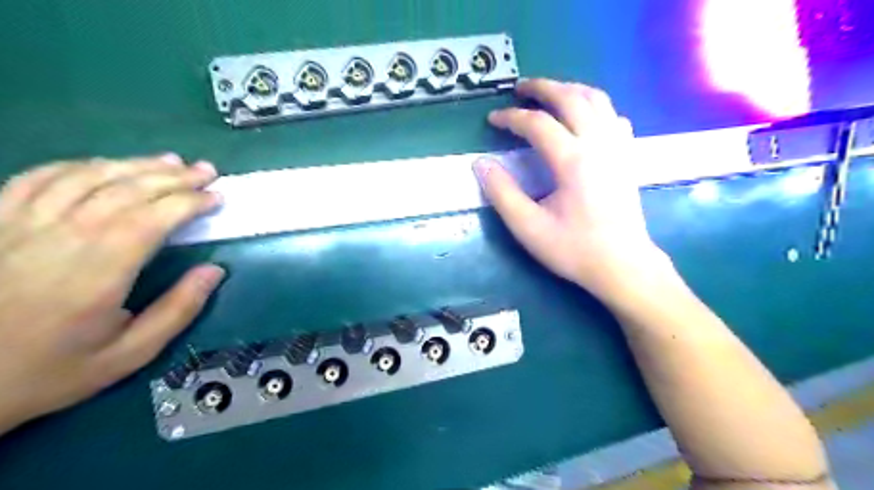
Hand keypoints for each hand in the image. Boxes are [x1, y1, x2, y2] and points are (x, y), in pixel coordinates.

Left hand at [0, 153, 228, 432]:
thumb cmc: (50, 369)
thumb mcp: (128, 354)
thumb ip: (178, 310)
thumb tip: (215, 271)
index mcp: (98, 271)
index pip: (153, 218)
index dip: (190, 202)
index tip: (217, 198)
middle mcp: (60, 237)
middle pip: (125, 189)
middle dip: (174, 177)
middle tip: (206, 170)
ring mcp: (20, 224)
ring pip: (87, 176)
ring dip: (135, 164)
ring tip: (170, 161)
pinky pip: (39, 178)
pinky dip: (80, 165)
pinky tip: (105, 165)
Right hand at [477, 79, 671, 299]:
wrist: (623, 265)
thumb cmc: (575, 249)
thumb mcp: (529, 227)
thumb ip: (502, 193)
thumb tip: (481, 163)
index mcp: (573, 160)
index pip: (537, 124)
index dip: (511, 117)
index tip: (493, 119)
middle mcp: (599, 144)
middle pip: (571, 98)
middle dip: (542, 87)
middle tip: (519, 87)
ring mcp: (618, 147)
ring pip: (597, 100)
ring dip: (570, 89)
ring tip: (549, 92)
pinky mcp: (628, 156)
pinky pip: (613, 116)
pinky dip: (595, 107)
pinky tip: (585, 117)